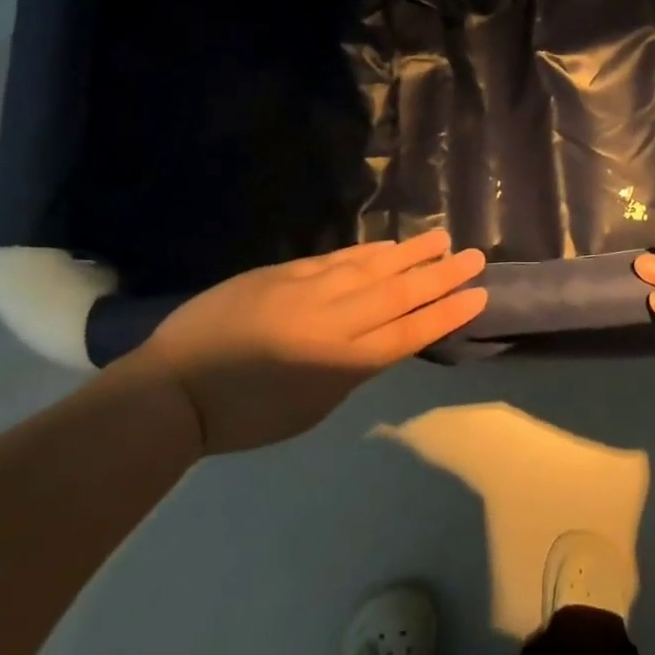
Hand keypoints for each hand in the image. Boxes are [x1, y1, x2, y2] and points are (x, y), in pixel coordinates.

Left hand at [133, 230, 486, 452]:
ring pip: (371, 267)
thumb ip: (349, 369)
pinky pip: (337, 259)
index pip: (408, 332)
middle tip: (474, 256)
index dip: (446, 313)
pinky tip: (387, 245)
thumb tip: (374, 339)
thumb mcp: (311, 407)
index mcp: (342, 363)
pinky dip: (367, 252)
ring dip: (409, 254)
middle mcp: (334, 321)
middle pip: (399, 293)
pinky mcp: (284, 273)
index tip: (477, 295)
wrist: (176, 386)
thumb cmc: (244, 416)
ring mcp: (308, 291)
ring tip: (441, 239)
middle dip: (440, 275)